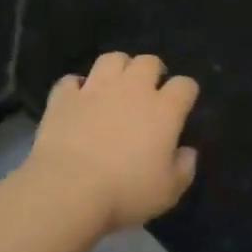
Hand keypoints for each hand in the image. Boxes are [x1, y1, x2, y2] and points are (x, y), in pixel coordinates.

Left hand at [26, 53, 199, 233]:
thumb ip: (184, 168)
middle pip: (149, 61)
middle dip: (152, 71)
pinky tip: (77, 99)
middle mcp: (133, 90)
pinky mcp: (64, 98)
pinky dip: (76, 87)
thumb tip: (187, 152)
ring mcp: (95, 89)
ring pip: (112, 59)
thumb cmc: (125, 192)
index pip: (185, 85)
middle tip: (148, 90)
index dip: (186, 92)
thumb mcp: (168, 191)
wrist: (68, 190)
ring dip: (117, 68)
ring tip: (115, 85)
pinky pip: (71, 80)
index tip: (182, 105)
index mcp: (164, 110)